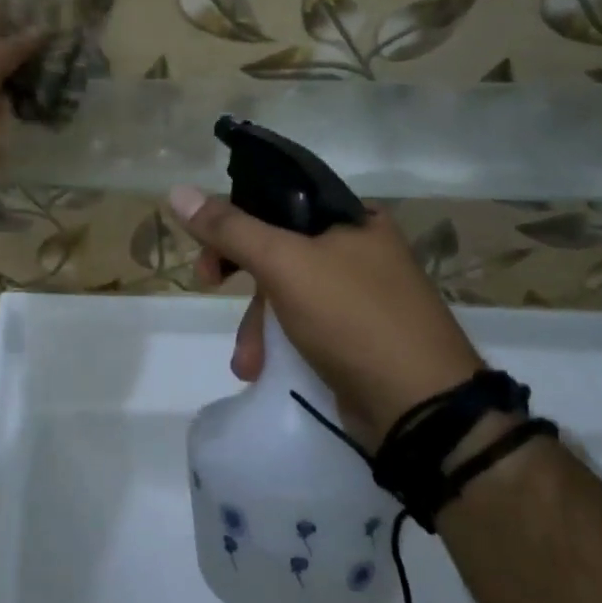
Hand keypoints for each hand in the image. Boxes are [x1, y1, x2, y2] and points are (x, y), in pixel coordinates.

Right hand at [167, 187, 485, 440]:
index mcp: (353, 219)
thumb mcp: (284, 264)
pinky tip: (264, 369)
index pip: (279, 199)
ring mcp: (363, 295)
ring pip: (288, 291)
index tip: (207, 246)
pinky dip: (280, 342)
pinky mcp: (360, 337)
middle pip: (279, 247)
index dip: (235, 217)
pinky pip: (305, 324)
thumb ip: (230, 229)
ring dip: (258, 323)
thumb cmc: (353, 319)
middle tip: (206, 284)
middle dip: (241, 276)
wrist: (423, 410)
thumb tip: (178, 192)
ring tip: (247, 361)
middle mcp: (360, 249)